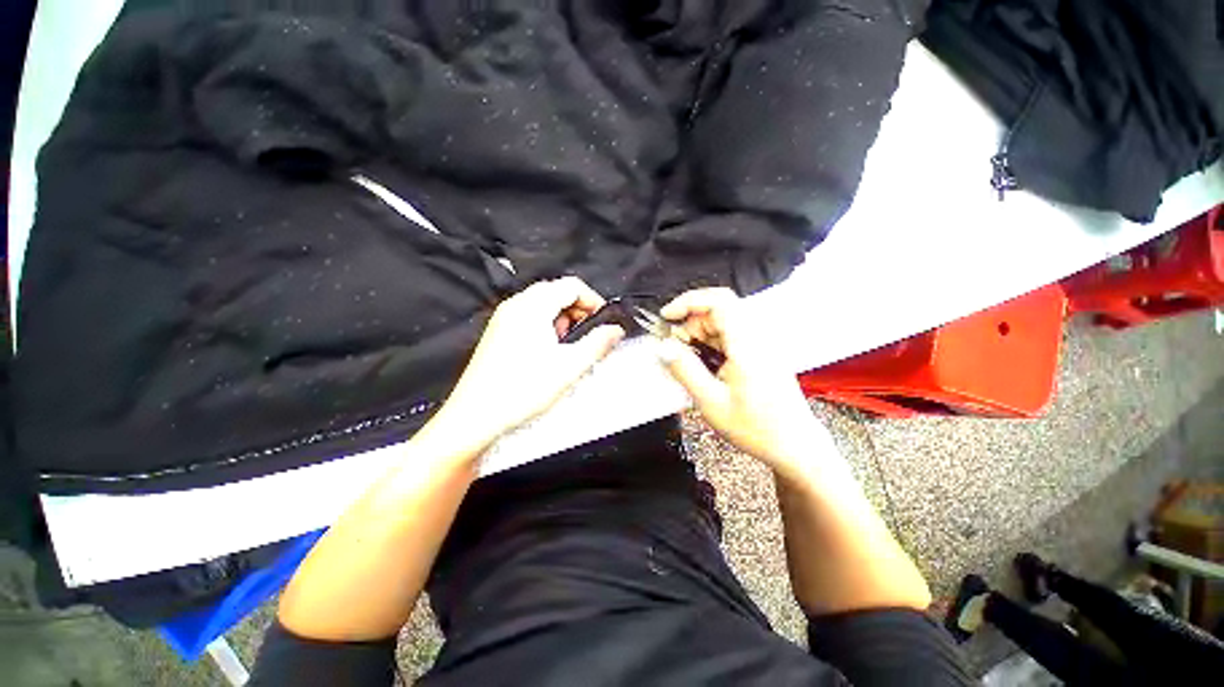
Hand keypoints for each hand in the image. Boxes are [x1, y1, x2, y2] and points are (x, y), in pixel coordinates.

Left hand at [438, 277, 623, 444]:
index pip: (571, 286)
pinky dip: (545, 326)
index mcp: (533, 306)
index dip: (593, 301)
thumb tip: (616, 329)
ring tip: (568, 347)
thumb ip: (597, 343)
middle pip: (556, 292)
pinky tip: (547, 352)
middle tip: (587, 336)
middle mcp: (516, 305)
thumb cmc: (523, 390)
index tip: (604, 323)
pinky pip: (528, 317)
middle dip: (578, 310)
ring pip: (542, 305)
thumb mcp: (570, 367)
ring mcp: (503, 318)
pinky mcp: (497, 333)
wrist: (475, 416)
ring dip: (562, 319)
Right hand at [657, 288, 826, 476]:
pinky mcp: (759, 352)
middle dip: (690, 323)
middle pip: (718, 310)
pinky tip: (704, 364)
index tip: (667, 316)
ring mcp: (760, 344)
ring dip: (699, 334)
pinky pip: (730, 335)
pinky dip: (711, 343)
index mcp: (748, 345)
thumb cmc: (757, 428)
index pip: (718, 301)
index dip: (688, 302)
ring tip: (688, 360)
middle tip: (676, 348)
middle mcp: (757, 337)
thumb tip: (663, 347)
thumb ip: (685, 370)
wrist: (794, 445)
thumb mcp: (712, 402)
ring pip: (722, 322)